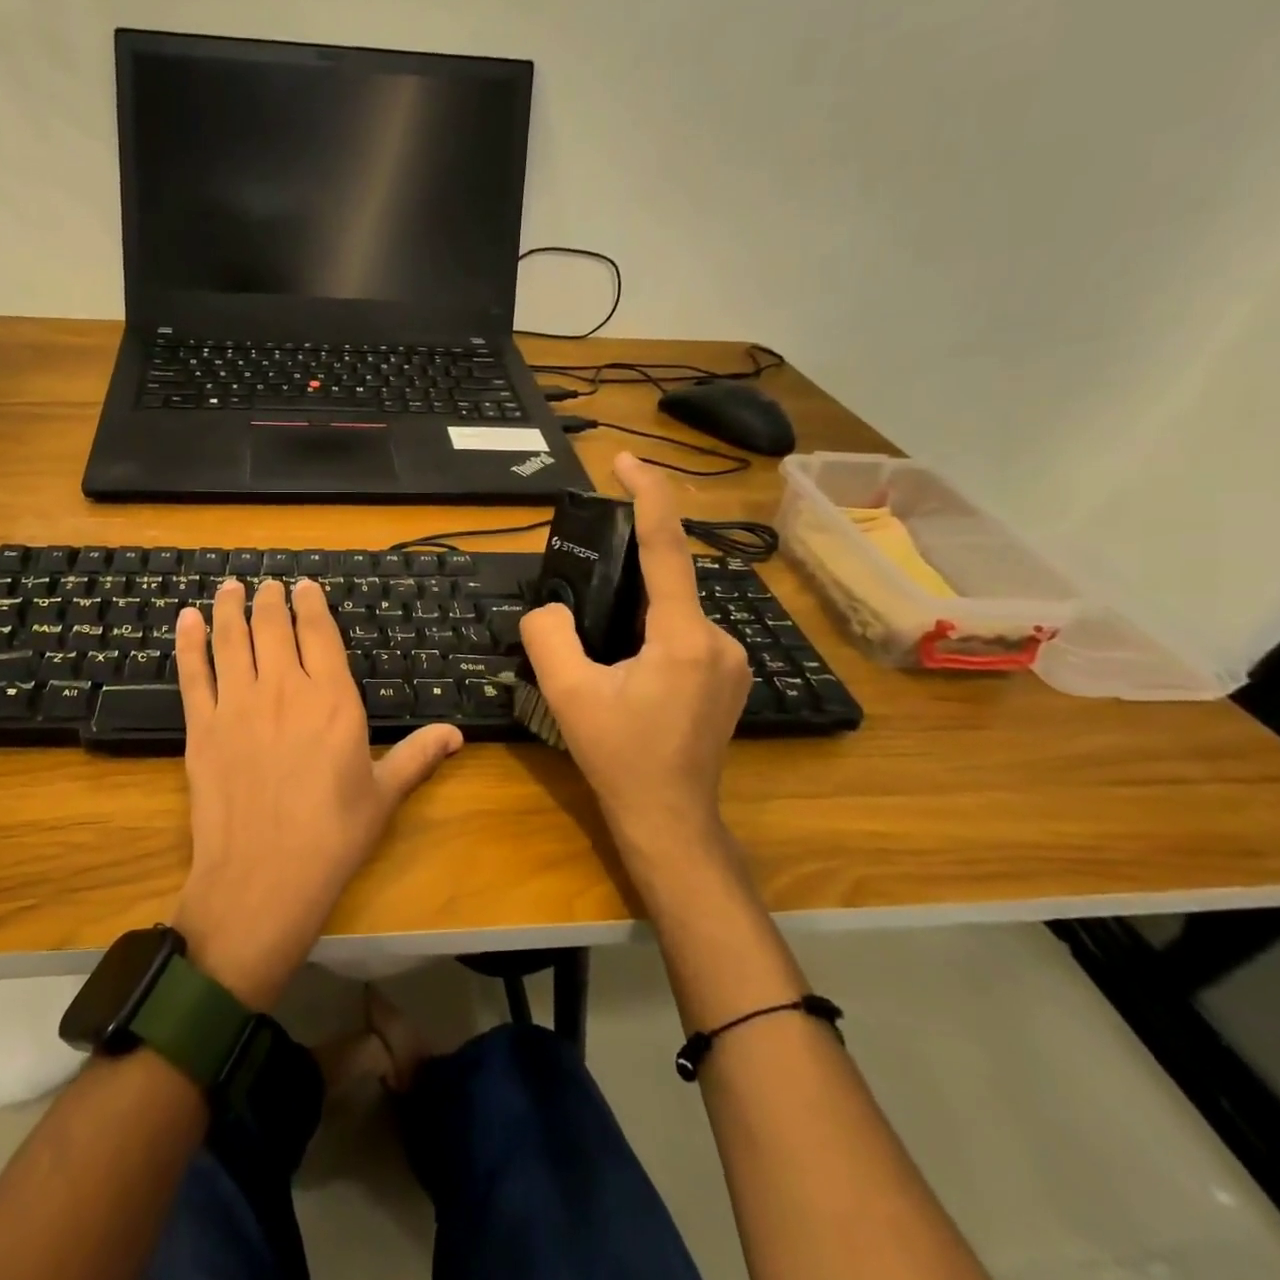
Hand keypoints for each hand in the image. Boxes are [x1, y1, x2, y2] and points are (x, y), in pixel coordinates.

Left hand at [171, 578, 462, 1009]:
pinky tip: (186, 618)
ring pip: (231, 638)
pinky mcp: (202, 726)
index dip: (312, 603)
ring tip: (230, 586)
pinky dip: (188, 642)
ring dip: (229, 607)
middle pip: (272, 625)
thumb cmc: (332, 838)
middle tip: (268, 583)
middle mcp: (283, 688)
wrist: (263, 878)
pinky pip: (194, 672)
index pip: (319, 632)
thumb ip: (418, 755)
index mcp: (332, 698)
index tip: (306, 586)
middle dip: (270, 598)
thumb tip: (457, 733)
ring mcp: (237, 704)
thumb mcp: (384, 795)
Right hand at [518, 452, 751, 879]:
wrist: (669, 819)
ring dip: (637, 614)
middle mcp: (719, 638)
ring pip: (675, 611)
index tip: (626, 460)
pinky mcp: (730, 677)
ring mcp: (731, 659)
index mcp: (682, 636)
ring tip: (603, 657)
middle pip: (667, 583)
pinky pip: (686, 633)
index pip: (667, 548)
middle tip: (586, 619)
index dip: (649, 496)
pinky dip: (654, 632)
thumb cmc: (620, 757)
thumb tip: (550, 608)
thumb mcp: (567, 694)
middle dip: (624, 582)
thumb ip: (548, 635)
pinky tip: (629, 669)